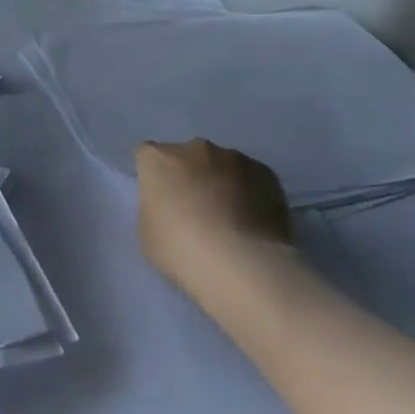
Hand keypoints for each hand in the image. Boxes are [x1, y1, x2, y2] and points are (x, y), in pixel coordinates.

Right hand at [136, 140, 294, 298]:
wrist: (241, 264)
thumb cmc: (181, 250)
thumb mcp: (147, 233)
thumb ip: (155, 208)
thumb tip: (171, 206)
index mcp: (158, 159)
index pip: (148, 157)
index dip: (155, 178)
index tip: (161, 201)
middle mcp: (194, 149)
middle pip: (187, 157)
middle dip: (190, 176)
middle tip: (196, 211)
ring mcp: (234, 158)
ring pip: (222, 166)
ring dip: (222, 183)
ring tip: (231, 221)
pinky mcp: (267, 173)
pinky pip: (252, 179)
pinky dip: (250, 194)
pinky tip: (254, 223)